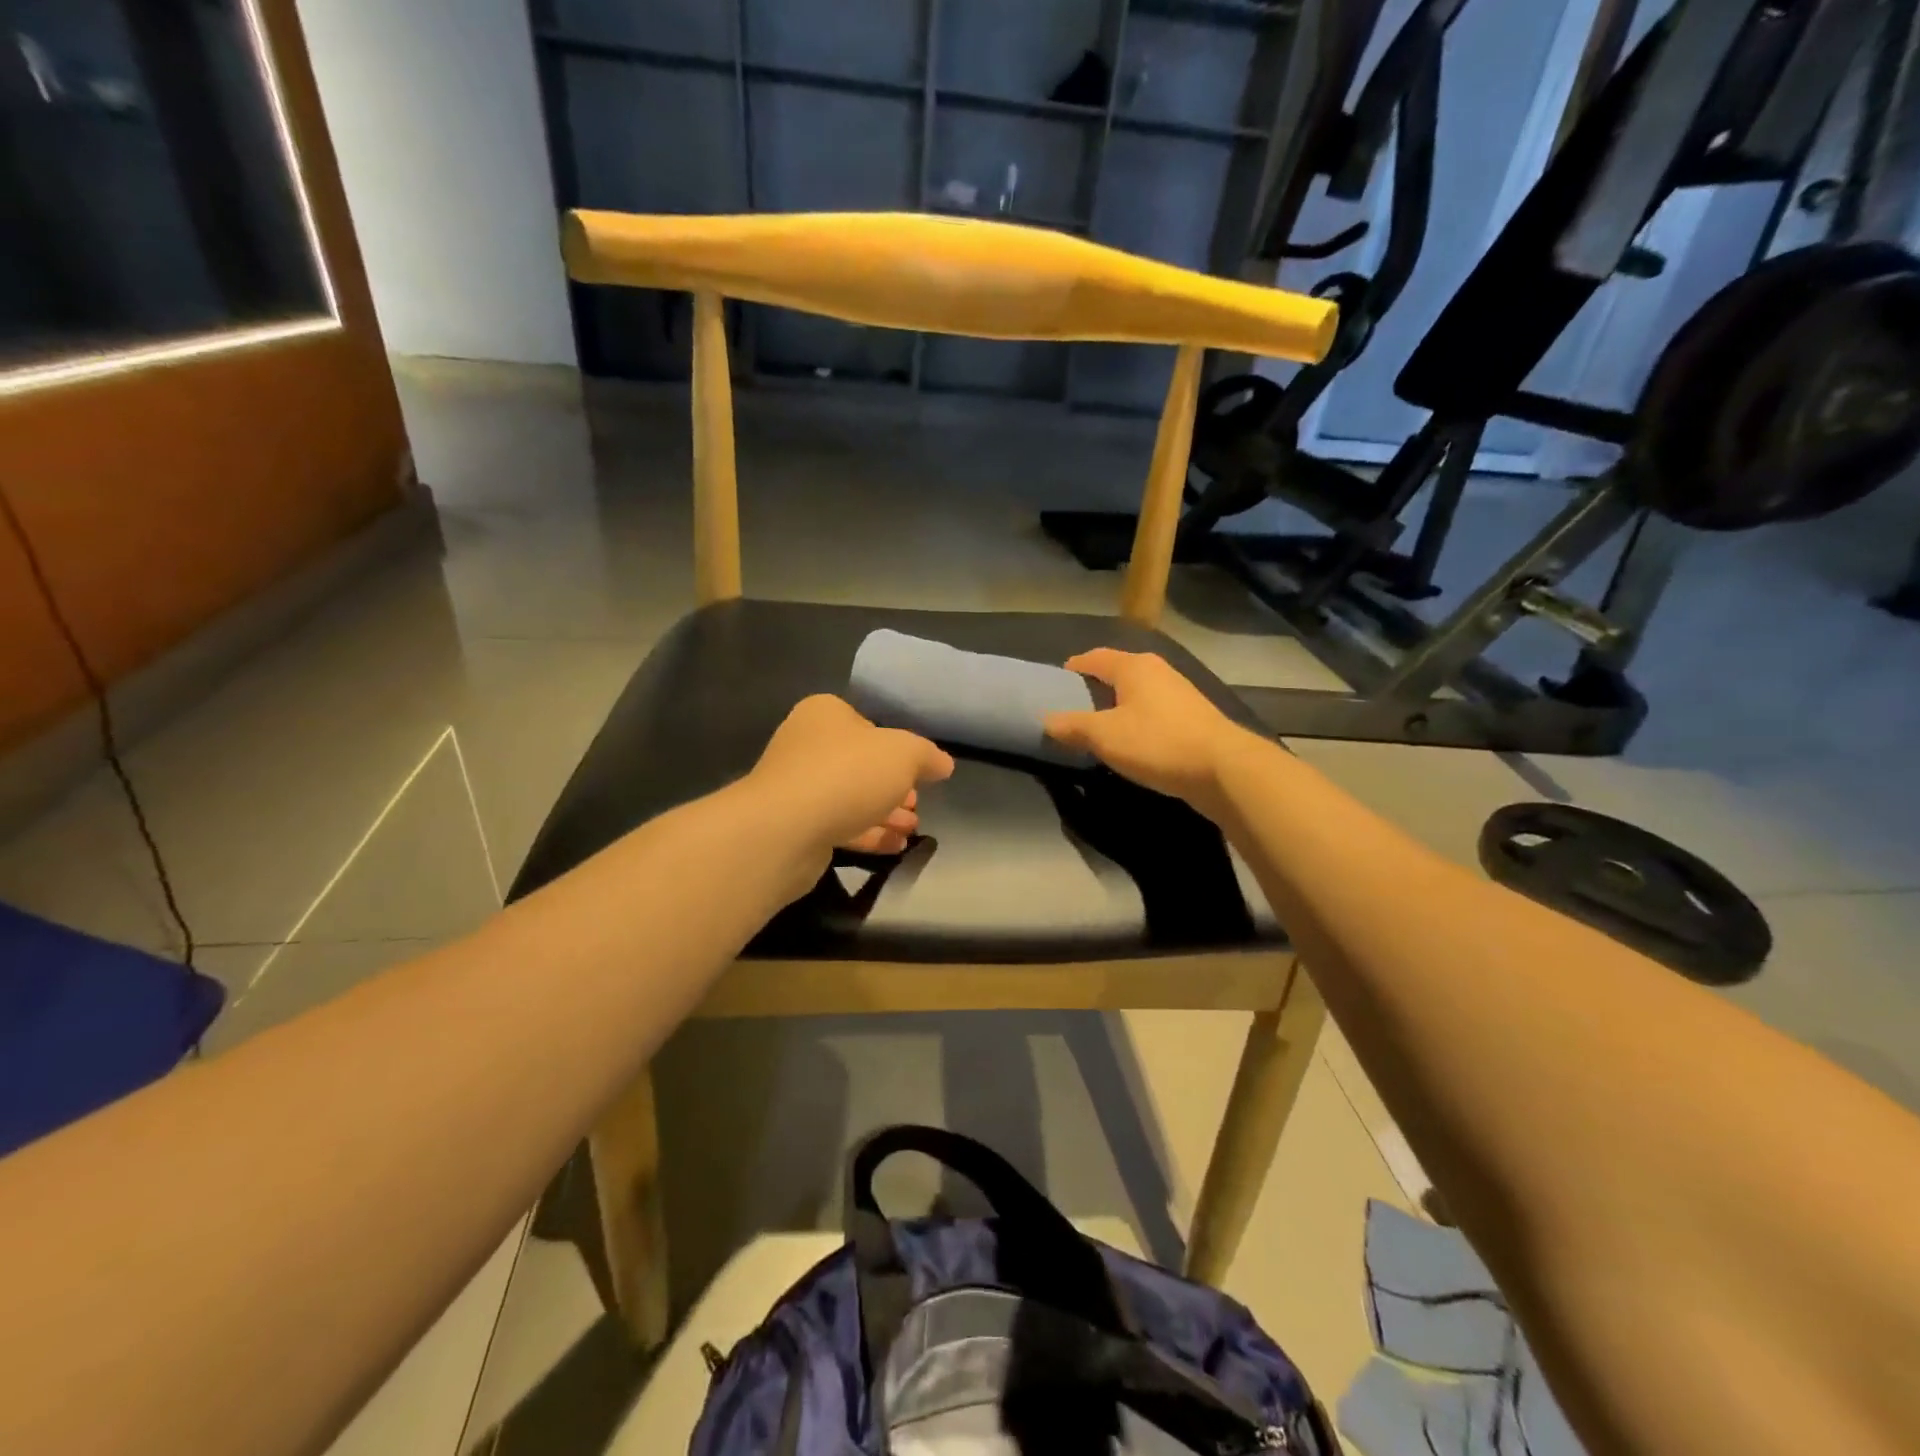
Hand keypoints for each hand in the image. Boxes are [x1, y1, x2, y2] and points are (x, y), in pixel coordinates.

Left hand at [749, 695, 954, 868]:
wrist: (785, 829)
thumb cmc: (848, 774)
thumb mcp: (904, 754)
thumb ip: (927, 756)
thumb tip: (943, 764)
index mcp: (825, 714)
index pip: (867, 724)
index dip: (896, 747)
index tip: (919, 772)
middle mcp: (806, 745)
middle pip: (860, 764)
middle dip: (893, 786)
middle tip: (917, 804)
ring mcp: (797, 787)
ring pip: (850, 797)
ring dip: (884, 813)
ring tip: (913, 829)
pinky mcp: (794, 826)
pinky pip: (838, 825)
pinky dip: (867, 834)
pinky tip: (895, 846)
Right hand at [1043, 649, 1246, 807]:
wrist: (1224, 768)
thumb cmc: (1158, 743)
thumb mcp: (1104, 736)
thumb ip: (1072, 726)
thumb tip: (1046, 719)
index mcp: (1133, 666)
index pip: (1093, 657)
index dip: (1072, 670)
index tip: (1056, 687)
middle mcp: (1157, 670)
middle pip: (1116, 672)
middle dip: (1094, 688)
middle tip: (1073, 710)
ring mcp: (1179, 692)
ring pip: (1137, 692)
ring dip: (1116, 706)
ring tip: (1098, 729)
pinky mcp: (1193, 716)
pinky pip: (1153, 711)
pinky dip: (1136, 720)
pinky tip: (1132, 741)